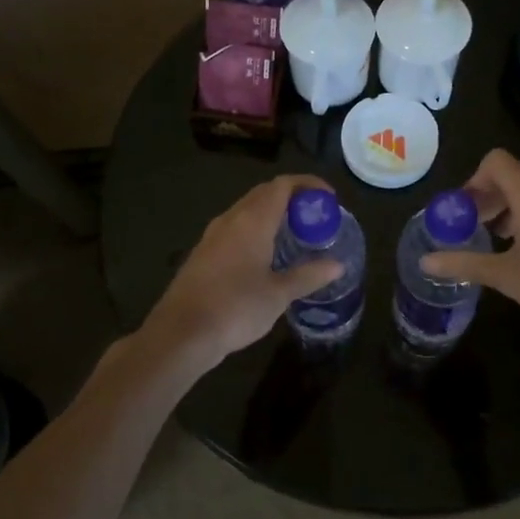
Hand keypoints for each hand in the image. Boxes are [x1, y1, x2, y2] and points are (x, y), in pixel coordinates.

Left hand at [142, 174, 344, 372]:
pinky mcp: (203, 253)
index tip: (329, 199)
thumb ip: (309, 276)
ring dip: (272, 213)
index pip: (282, 185)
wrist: (181, 334)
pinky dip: (256, 229)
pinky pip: (235, 228)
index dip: (308, 184)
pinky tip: (265, 255)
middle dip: (292, 198)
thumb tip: (337, 265)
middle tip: (315, 217)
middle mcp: (231, 220)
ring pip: (247, 210)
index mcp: (252, 221)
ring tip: (295, 234)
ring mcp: (212, 235)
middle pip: (264, 193)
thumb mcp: (279, 295)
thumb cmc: (235, 309)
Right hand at [419, 149, 519, 340]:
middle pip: (519, 177)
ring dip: (519, 211)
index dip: (475, 180)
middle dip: (494, 197)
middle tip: (480, 227)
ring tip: (507, 244)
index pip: (497, 161)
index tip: (466, 210)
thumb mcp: (504, 276)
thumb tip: (425, 261)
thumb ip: (463, 264)